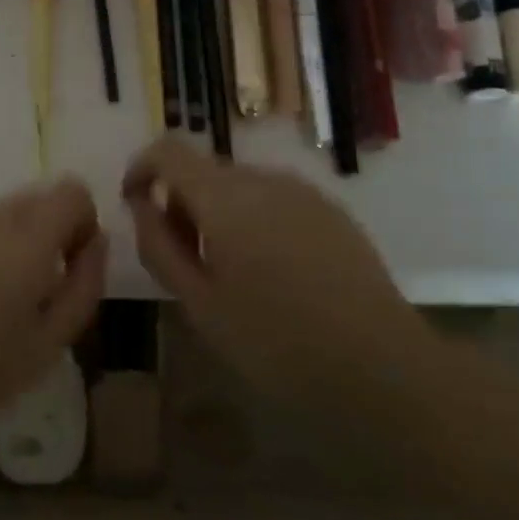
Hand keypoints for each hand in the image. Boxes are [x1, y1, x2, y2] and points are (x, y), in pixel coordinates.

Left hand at [0, 178, 107, 464]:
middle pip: (32, 199)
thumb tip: (97, 239)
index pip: (71, 190)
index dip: (79, 222)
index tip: (67, 264)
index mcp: (25, 244)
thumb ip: (85, 284)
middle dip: (42, 235)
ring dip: (0, 243)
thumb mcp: (49, 345)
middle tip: (24, 291)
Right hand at [121, 138, 431, 407]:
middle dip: (180, 201)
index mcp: (225, 198)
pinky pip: (275, 199)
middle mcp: (264, 179)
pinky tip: (272, 272)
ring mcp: (305, 192)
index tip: (135, 205)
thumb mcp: (199, 304)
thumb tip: (142, 206)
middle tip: (182, 259)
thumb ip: (160, 246)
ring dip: (218, 212)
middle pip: (205, 169)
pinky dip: (254, 218)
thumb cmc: (277, 344)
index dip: (142, 168)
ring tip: (227, 271)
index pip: (168, 150)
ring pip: (240, 185)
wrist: (383, 369)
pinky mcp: (333, 210)